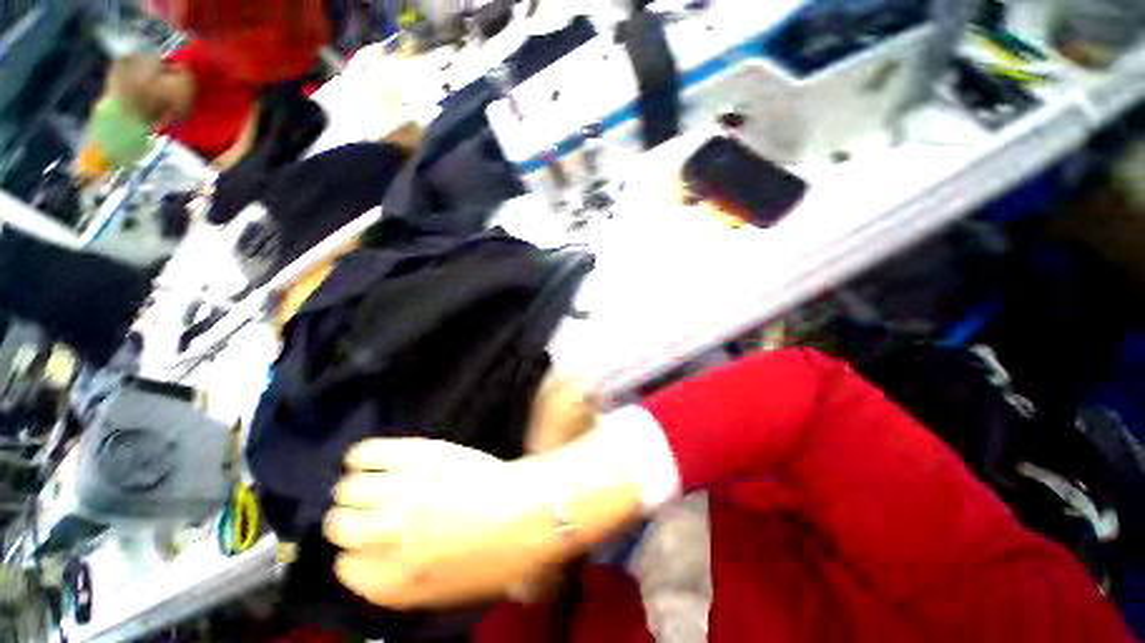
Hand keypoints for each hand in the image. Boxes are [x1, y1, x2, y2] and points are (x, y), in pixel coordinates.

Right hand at [323, 438, 555, 609]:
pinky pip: (367, 452)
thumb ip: (405, 582)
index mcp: (392, 582)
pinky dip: (364, 455)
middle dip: (354, 520)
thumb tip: (384, 565)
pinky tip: (373, 459)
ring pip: (348, 489)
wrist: (529, 508)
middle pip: (339, 524)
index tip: (372, 544)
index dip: (360, 554)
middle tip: (377, 511)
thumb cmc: (500, 555)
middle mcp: (385, 537)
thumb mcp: (450, 591)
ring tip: (380, 485)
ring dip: (360, 488)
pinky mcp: (418, 455)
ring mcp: (400, 491)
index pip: (344, 567)